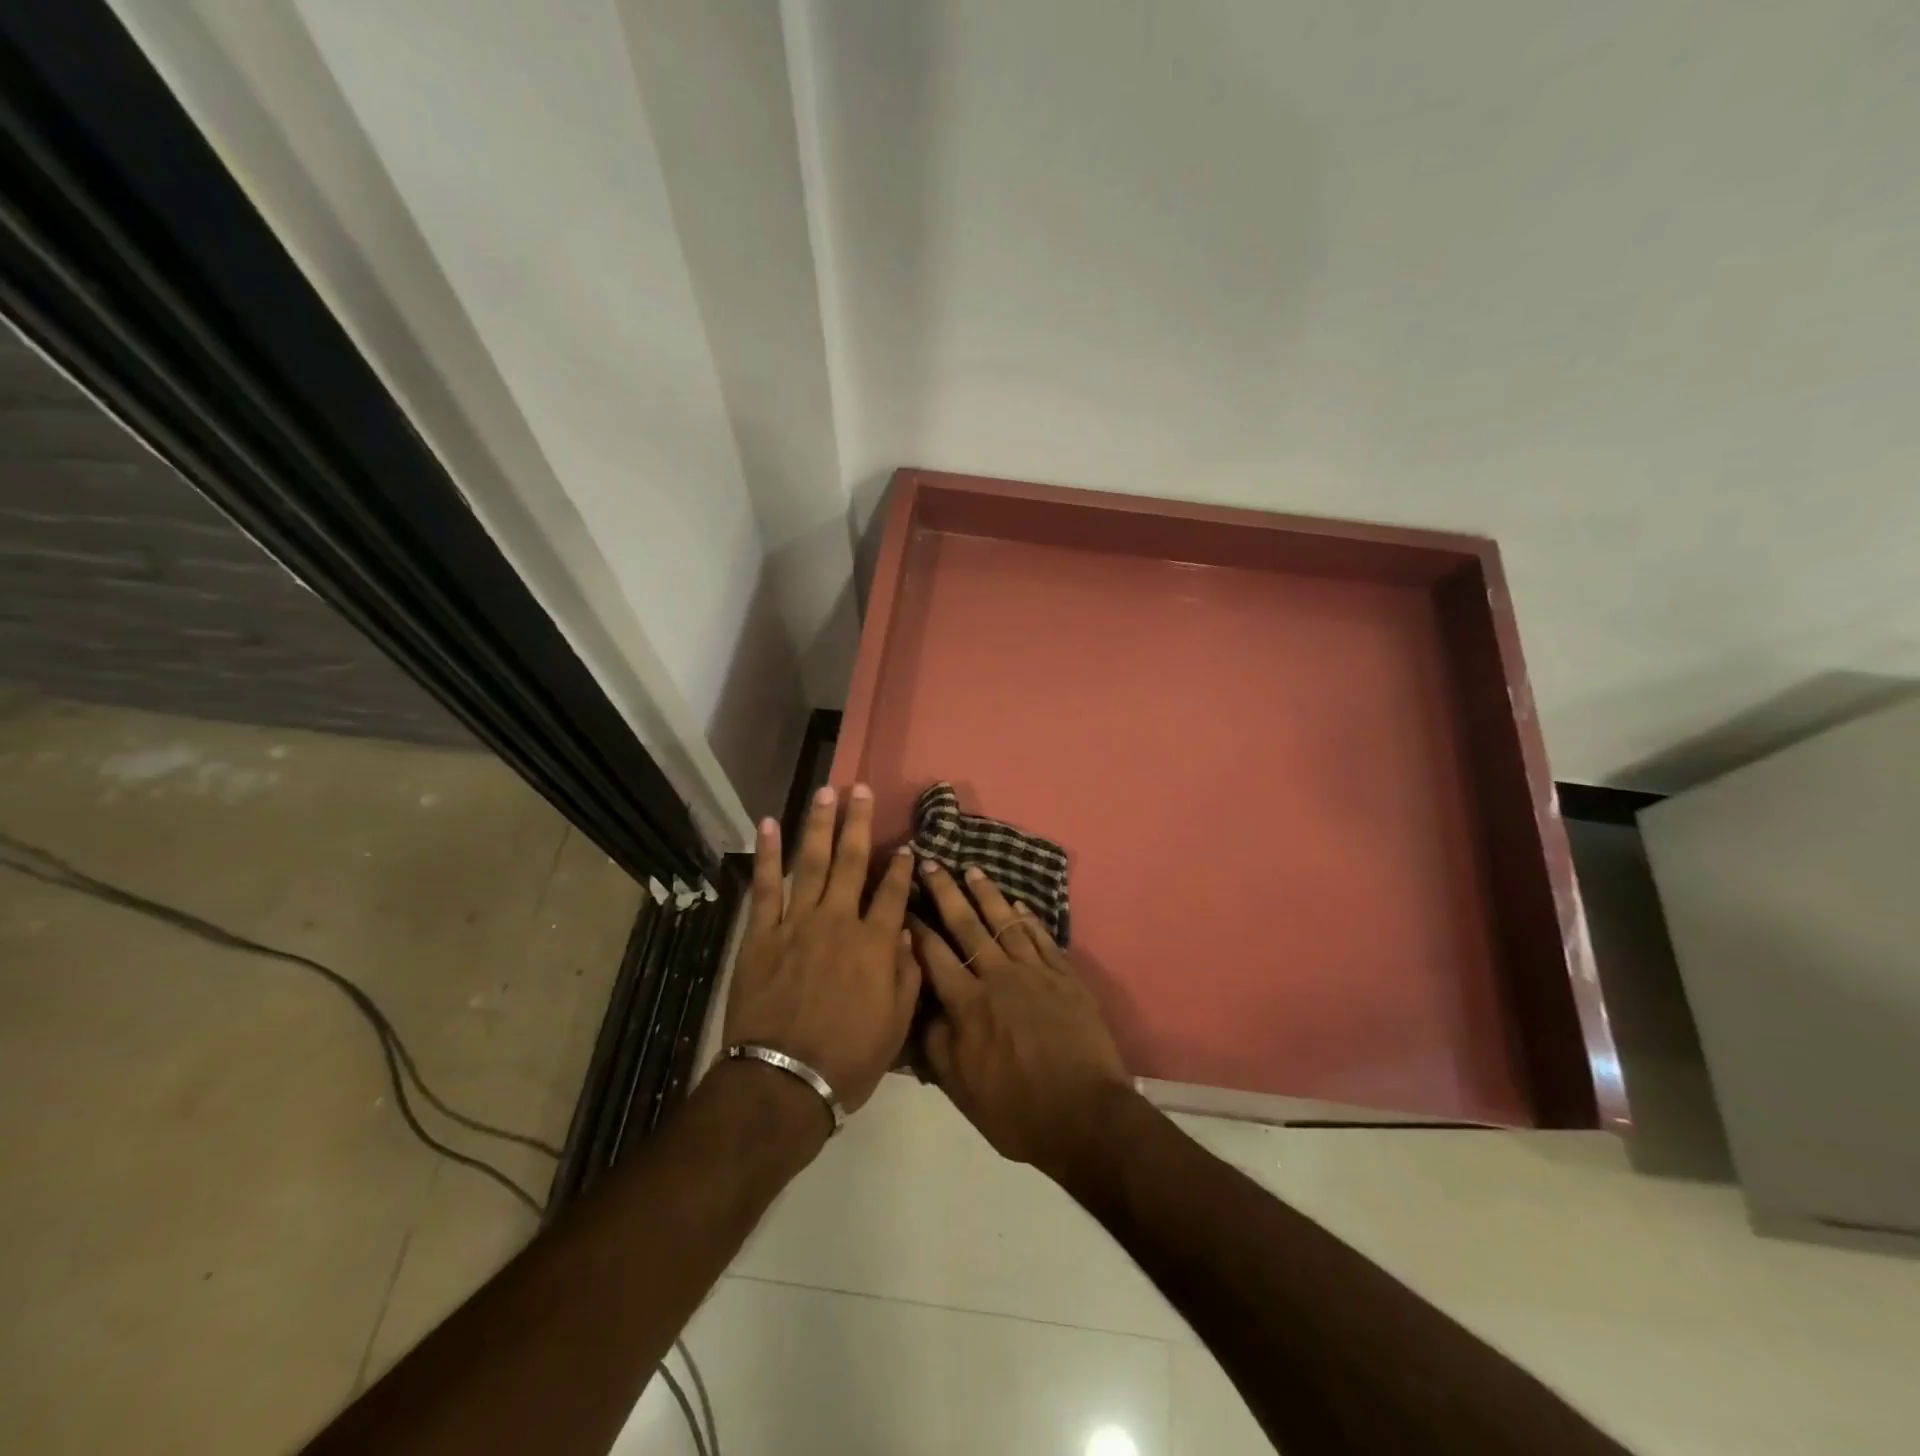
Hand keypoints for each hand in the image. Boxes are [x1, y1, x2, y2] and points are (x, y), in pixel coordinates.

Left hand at [724, 785, 919, 1114]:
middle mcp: (838, 922)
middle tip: (863, 789)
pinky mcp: (762, 934)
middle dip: (859, 823)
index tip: (907, 844)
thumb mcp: (895, 1026)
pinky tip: (767, 825)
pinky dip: (767, 855)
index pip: (894, 893)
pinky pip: (765, 887)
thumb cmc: (847, 1060)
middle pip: (852, 862)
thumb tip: (906, 932)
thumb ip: (906, 974)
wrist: (783, 1081)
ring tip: (826, 792)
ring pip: (812, 863)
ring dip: (819, 825)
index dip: (902, 867)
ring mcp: (797, 923)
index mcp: (875, 944)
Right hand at [909, 861, 1132, 1182]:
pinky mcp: (1066, 977)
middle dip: (946, 892)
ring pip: (1006, 923)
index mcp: (968, 1004)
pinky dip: (1029, 919)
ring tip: (973, 870)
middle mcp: (998, 977)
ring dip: (987, 894)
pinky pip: (1042, 939)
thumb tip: (924, 1007)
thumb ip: (937, 1043)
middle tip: (932, 862)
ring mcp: (1036, 973)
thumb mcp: (961, 1088)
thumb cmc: (1016, 1110)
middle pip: (967, 925)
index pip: (934, 955)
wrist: (1085, 1116)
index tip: (903, 903)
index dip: (916, 927)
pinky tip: (1019, 905)